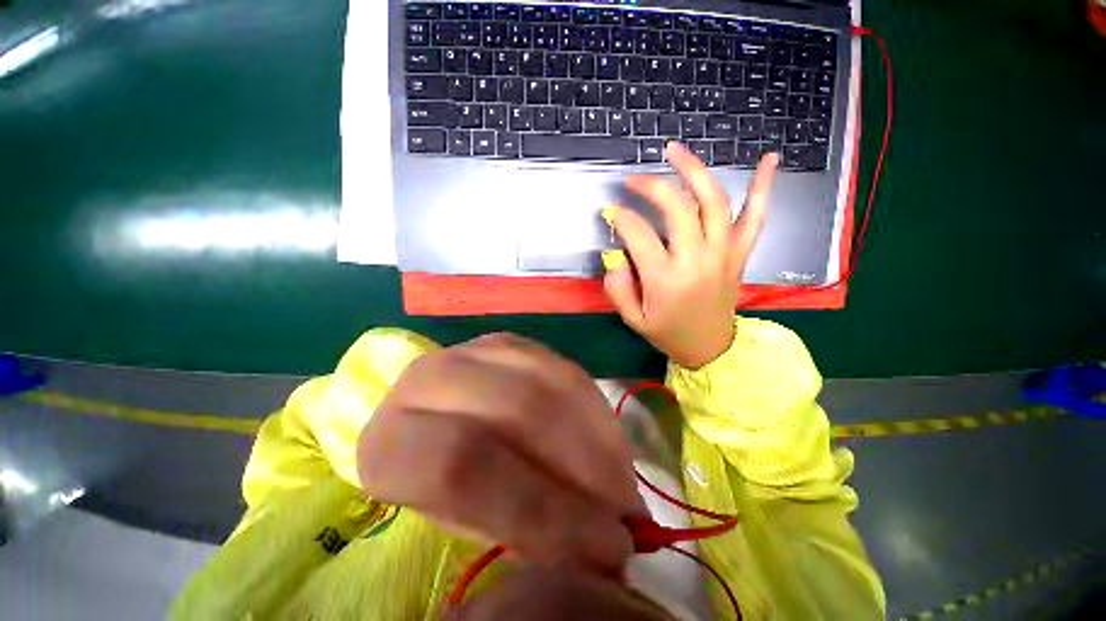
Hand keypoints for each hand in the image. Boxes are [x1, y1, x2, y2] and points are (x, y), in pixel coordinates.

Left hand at [357, 333, 641, 573]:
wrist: (432, 417)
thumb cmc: (437, 486)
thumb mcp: (459, 524)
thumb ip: (518, 532)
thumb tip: (604, 554)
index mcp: (390, 440)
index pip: (462, 467)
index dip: (541, 511)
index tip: (603, 550)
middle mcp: (430, 380)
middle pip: (519, 412)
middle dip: (584, 469)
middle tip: (627, 517)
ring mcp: (476, 349)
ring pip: (550, 384)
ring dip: (598, 437)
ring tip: (623, 483)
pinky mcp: (511, 341)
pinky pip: (564, 369)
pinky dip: (595, 411)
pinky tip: (609, 444)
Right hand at [603, 143, 778, 368]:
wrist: (710, 347)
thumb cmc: (668, 332)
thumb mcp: (634, 319)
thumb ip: (618, 289)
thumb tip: (614, 257)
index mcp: (665, 279)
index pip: (638, 234)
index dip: (620, 218)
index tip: (610, 213)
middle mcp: (696, 259)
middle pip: (676, 207)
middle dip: (650, 186)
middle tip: (633, 179)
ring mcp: (723, 252)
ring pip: (712, 201)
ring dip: (694, 171)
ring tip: (675, 151)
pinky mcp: (740, 252)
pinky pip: (756, 215)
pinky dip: (763, 186)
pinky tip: (769, 158)